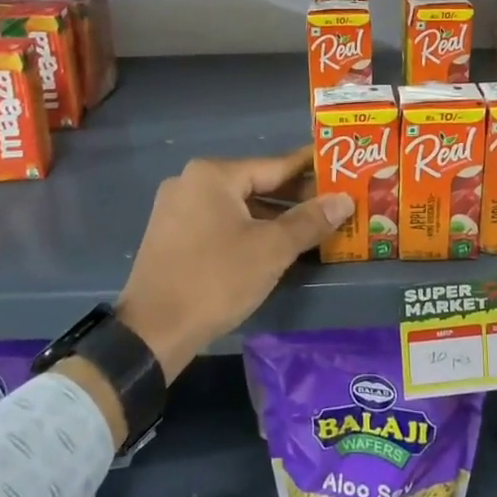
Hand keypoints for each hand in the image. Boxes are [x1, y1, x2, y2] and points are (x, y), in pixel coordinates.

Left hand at [115, 148, 353, 381]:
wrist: (152, 332)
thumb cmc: (216, 279)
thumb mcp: (271, 249)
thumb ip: (310, 221)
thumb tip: (345, 199)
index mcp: (213, 175)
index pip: (275, 165)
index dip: (311, 169)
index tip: (340, 165)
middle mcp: (191, 182)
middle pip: (255, 184)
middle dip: (295, 196)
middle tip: (335, 201)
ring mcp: (178, 209)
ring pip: (238, 205)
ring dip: (274, 216)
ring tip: (313, 225)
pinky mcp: (173, 235)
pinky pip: (221, 222)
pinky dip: (249, 228)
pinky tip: (275, 243)